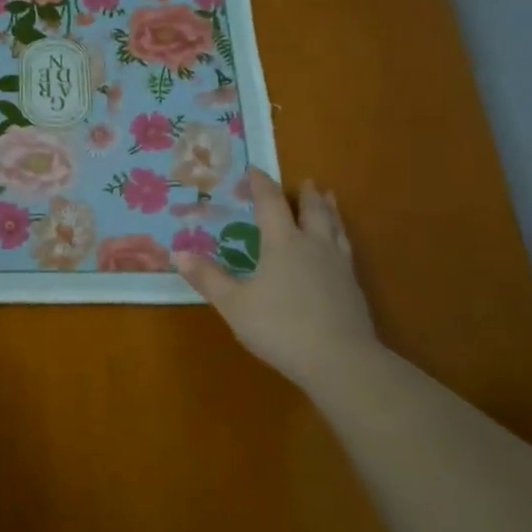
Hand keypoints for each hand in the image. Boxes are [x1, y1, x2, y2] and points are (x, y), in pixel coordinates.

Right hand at [173, 168, 382, 391]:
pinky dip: (340, 237)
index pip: (271, 204)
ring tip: (329, 199)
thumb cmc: (280, 328)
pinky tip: (339, 248)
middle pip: (313, 211)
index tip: (255, 170)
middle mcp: (313, 246)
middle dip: (306, 194)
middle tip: (307, 181)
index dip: (262, 185)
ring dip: (330, 210)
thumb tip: (179, 253)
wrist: (340, 361)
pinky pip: (346, 250)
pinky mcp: (352, 288)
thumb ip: (208, 278)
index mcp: (283, 243)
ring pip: (335, 228)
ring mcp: (338, 266)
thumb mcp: (234, 305)